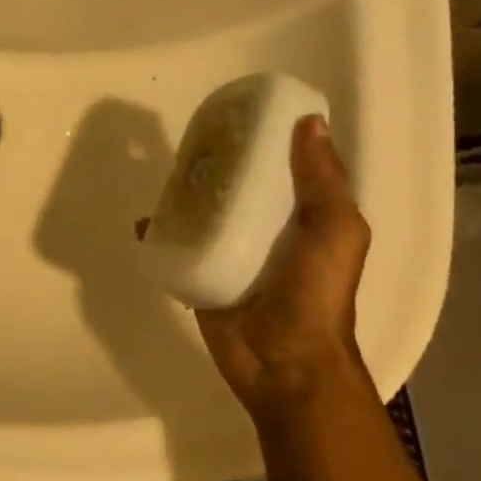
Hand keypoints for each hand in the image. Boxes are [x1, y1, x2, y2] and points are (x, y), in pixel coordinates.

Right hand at [187, 115, 372, 419]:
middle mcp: (267, 233)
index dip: (264, 142)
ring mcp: (232, 256)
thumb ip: (323, 183)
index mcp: (303, 219)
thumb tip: (309, 122)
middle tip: (189, 145)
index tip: (237, 116)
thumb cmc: (315, 296)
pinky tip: (144, 223)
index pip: (282, 170)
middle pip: (237, 190)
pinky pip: (178, 249)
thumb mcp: (335, 233)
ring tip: (162, 178)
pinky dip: (160, 235)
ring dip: (184, 198)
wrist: (283, 364)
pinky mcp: (202, 277)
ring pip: (204, 216)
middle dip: (216, 168)